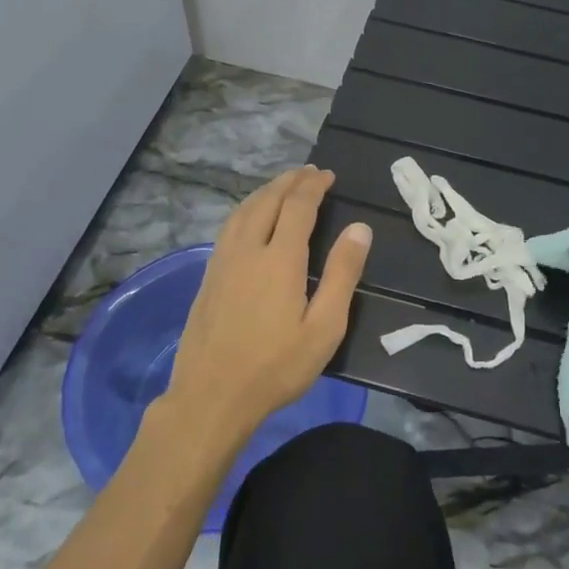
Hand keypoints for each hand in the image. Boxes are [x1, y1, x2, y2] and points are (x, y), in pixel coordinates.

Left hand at [164, 165, 371, 441]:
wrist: (211, 396)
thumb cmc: (276, 367)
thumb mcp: (324, 328)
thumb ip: (342, 275)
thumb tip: (360, 229)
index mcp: (280, 259)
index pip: (298, 206)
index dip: (313, 186)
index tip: (328, 175)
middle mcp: (248, 250)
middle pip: (267, 201)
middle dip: (289, 181)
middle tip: (308, 172)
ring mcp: (222, 262)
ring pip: (242, 211)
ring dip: (265, 192)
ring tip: (282, 186)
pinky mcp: (208, 276)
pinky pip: (229, 227)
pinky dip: (246, 209)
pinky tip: (250, 218)